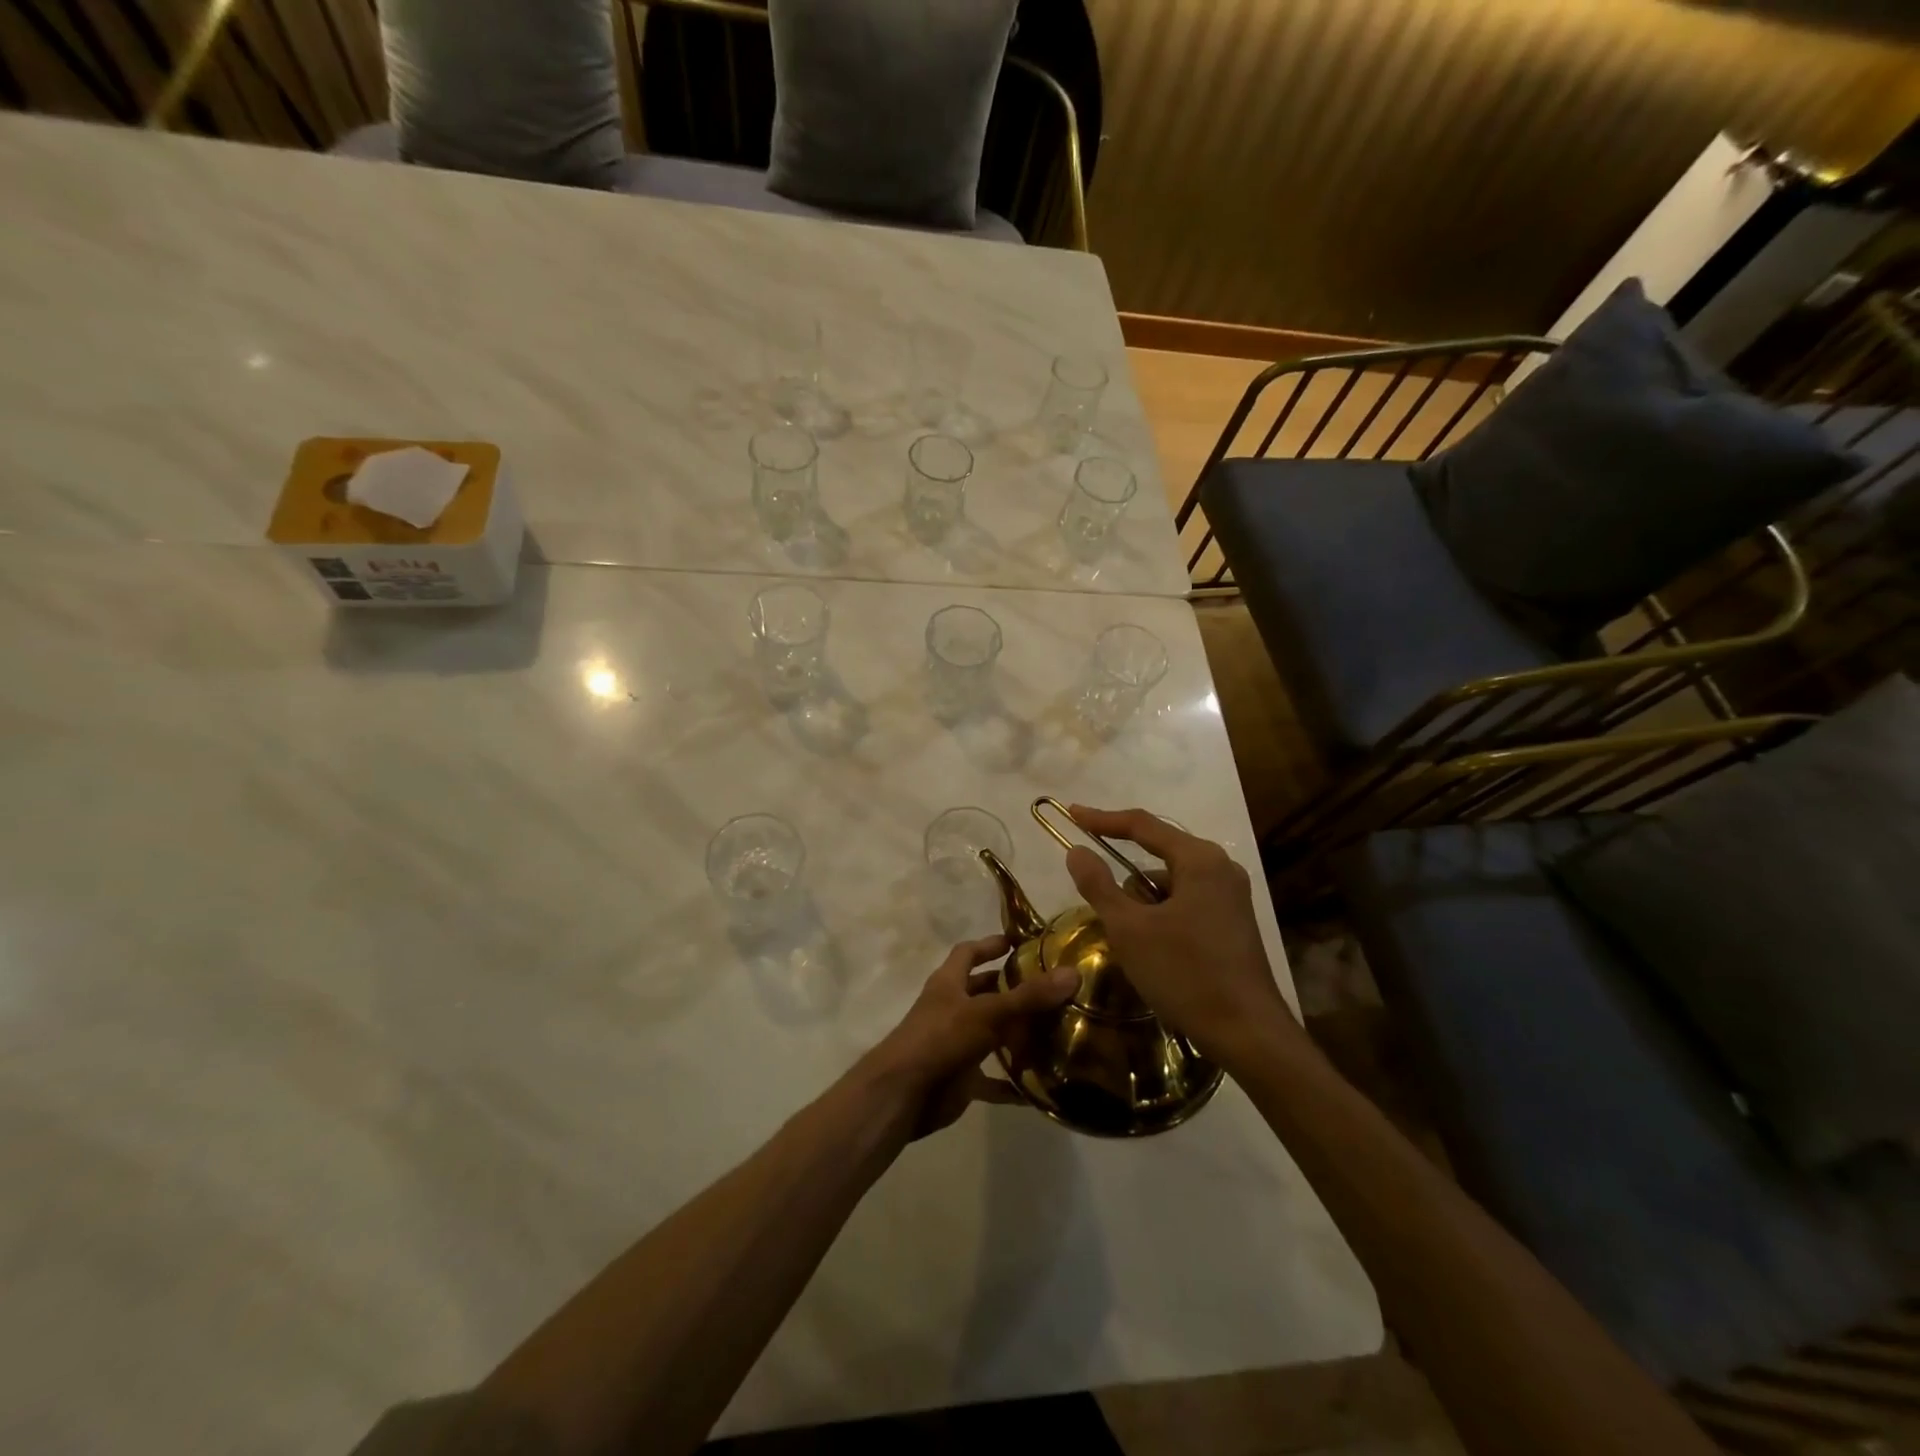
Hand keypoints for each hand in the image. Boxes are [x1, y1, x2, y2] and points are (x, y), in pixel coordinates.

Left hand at [862, 935, 1078, 1137]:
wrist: (903, 1095)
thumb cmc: (941, 1038)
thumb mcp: (987, 1012)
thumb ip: (1029, 996)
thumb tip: (1073, 973)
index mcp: (949, 983)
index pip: (968, 952)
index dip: (991, 944)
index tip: (1020, 942)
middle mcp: (951, 1008)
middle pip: (983, 992)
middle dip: (1011, 989)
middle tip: (1051, 988)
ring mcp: (955, 1044)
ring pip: (990, 1033)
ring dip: (1017, 1034)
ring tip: (1055, 1032)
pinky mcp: (960, 1078)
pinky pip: (992, 1079)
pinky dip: (1012, 1082)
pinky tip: (1040, 1087)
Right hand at [1062, 805, 1300, 1066]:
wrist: (1248, 1033)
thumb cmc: (1185, 973)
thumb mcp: (1129, 929)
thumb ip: (1099, 885)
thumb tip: (1076, 851)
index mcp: (1199, 859)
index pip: (1142, 825)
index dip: (1102, 820)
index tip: (1071, 814)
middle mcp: (1220, 867)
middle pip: (1158, 853)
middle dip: (1124, 873)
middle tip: (1094, 889)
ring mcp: (1231, 895)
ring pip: (1171, 882)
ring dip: (1143, 901)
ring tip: (1127, 937)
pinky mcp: (1234, 921)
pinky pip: (1186, 901)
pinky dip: (1162, 914)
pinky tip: (1152, 948)